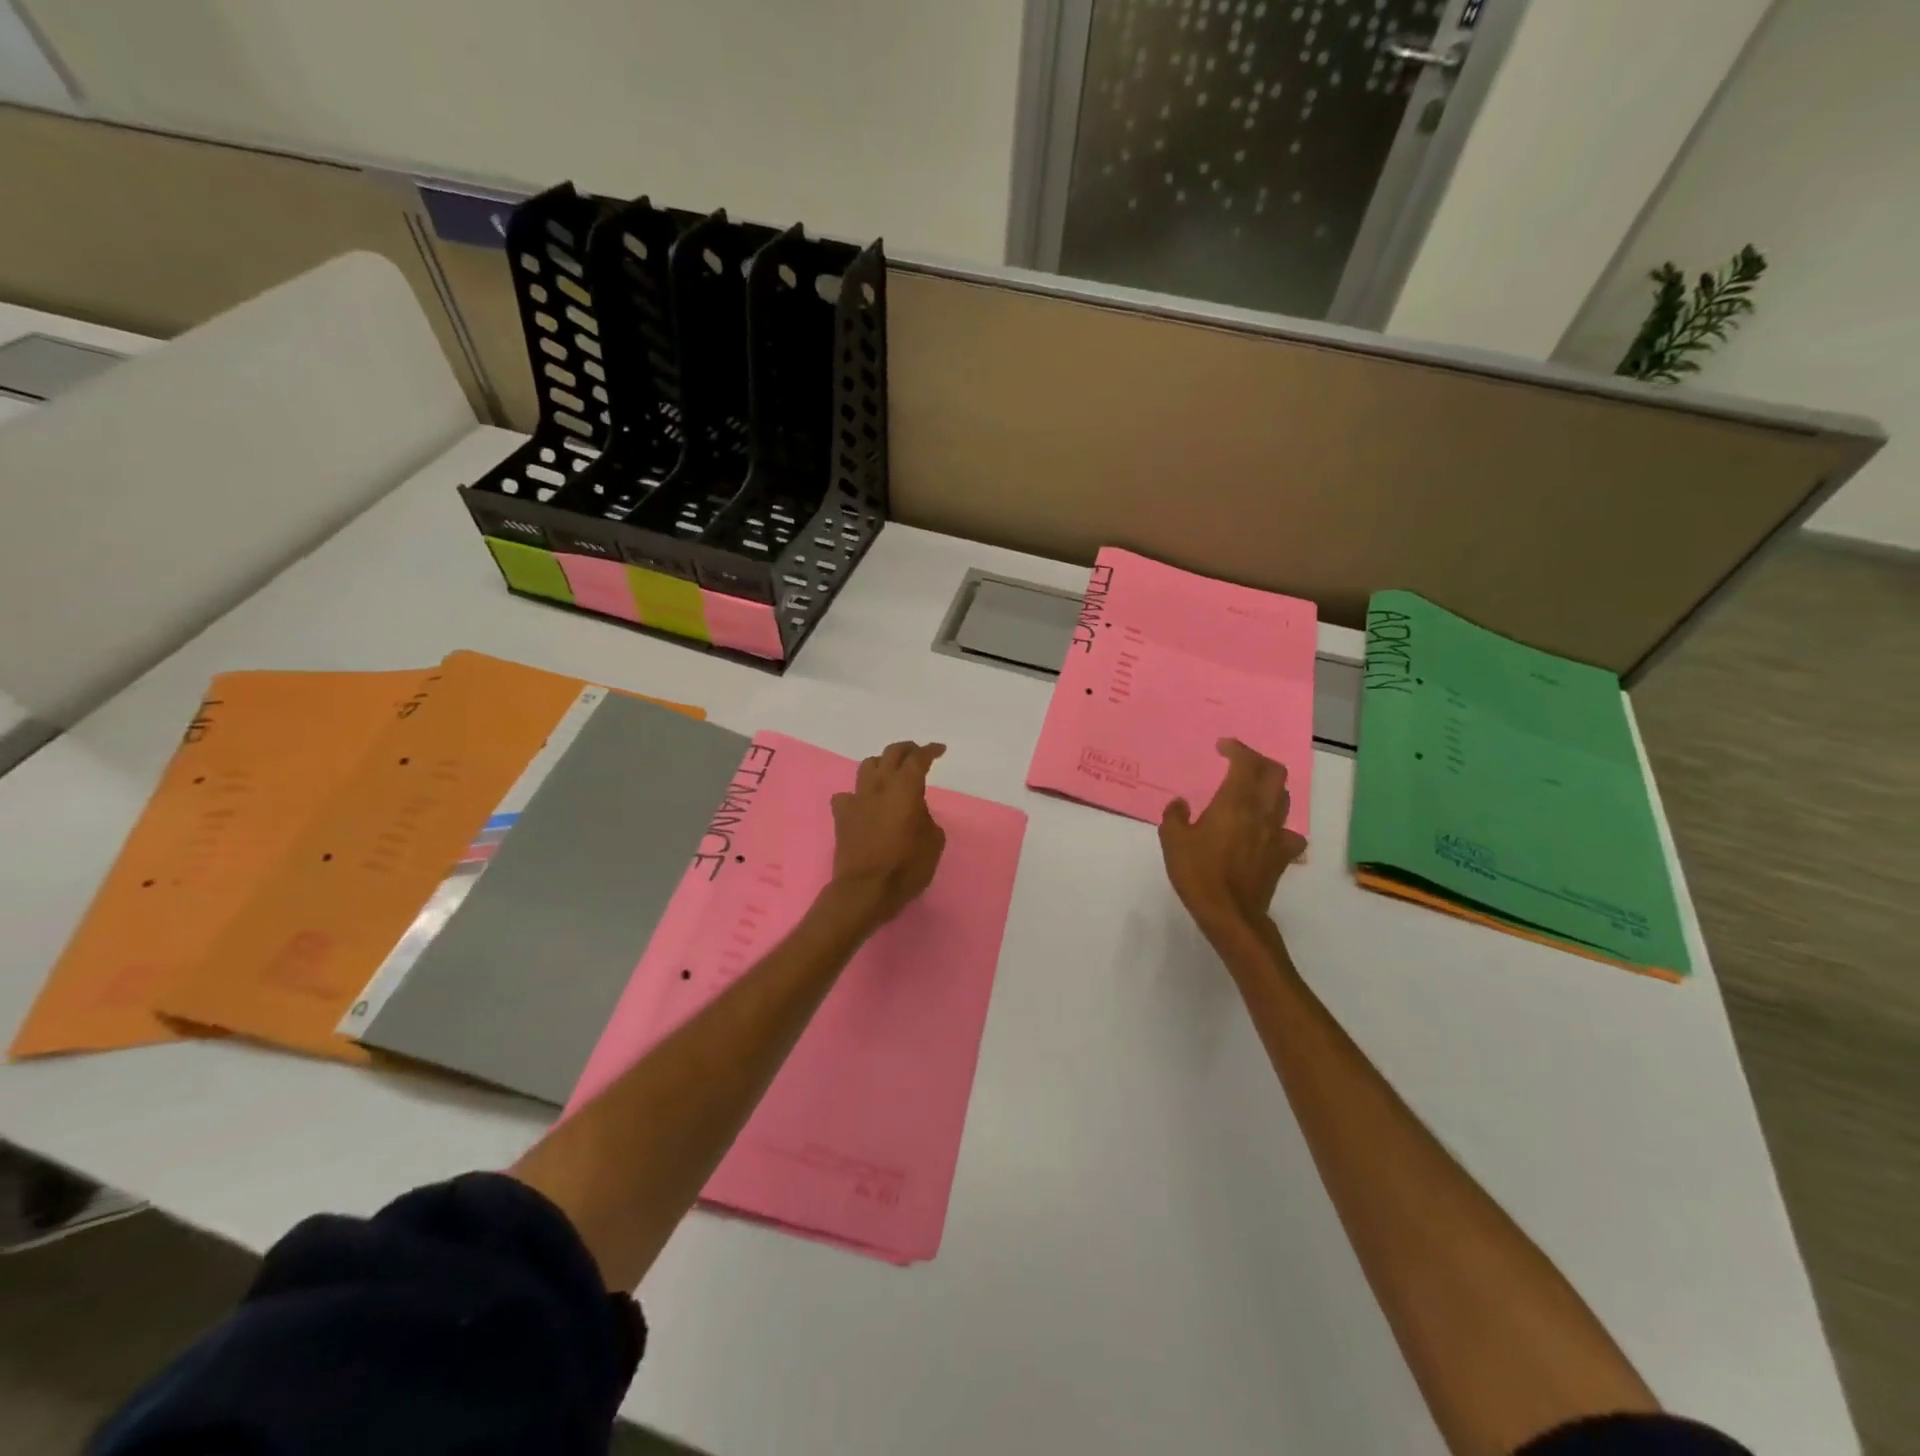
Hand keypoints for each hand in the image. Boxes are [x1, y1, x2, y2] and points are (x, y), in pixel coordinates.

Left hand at [828, 741, 947, 927]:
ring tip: (890, 773)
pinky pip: (847, 796)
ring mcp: (857, 800)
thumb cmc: (906, 867)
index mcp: (906, 788)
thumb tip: (915, 812)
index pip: (918, 759)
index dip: (930, 751)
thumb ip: (926, 818)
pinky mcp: (842, 817)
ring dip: (881, 764)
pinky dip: (857, 795)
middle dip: (906, 749)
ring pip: (867, 767)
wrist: (866, 889)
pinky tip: (864, 804)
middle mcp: (880, 786)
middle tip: (917, 754)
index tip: (939, 750)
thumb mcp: (933, 842)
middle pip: (891, 754)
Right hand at [1159, 738, 1306, 940]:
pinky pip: (1290, 833)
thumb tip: (1181, 804)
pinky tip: (1267, 832)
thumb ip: (1175, 816)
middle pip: (1275, 773)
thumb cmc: (1198, 873)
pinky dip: (1279, 826)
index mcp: (1234, 802)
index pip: (1245, 762)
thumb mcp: (1172, 841)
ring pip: (1284, 798)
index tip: (1223, 747)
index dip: (1237, 748)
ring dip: (1270, 788)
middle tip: (1241, 763)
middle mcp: (1261, 812)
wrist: (1230, 913)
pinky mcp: (1283, 856)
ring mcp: (1276, 834)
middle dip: (1259, 761)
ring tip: (1252, 791)